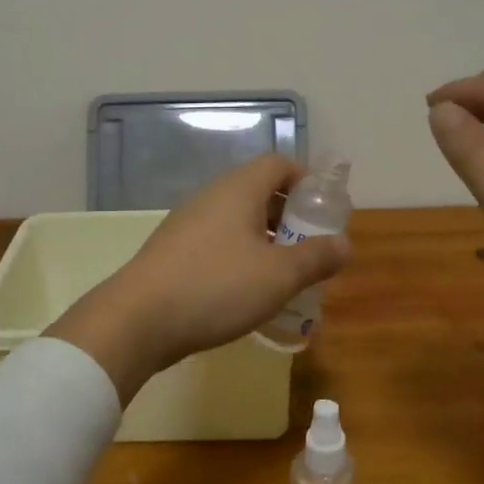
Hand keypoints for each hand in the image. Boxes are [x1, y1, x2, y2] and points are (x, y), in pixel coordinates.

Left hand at [47, 155, 351, 402]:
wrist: (138, 320)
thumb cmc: (216, 287)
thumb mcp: (279, 276)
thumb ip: (316, 258)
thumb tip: (345, 243)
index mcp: (238, 190)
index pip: (278, 163)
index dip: (306, 180)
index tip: (325, 209)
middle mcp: (211, 197)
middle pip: (258, 191)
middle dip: (289, 216)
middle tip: (311, 247)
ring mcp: (187, 224)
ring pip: (237, 220)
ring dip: (265, 240)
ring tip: (284, 274)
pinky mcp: (173, 251)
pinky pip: (217, 242)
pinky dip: (240, 256)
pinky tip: (247, 292)